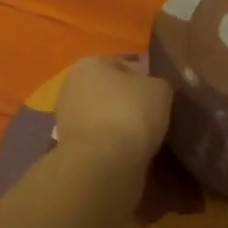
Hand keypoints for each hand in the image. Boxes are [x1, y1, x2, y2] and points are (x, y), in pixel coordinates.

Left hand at [56, 56, 171, 169]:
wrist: (103, 163)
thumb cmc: (130, 112)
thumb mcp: (159, 89)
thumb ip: (156, 83)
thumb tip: (152, 90)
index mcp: (89, 64)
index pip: (123, 64)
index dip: (144, 77)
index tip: (160, 93)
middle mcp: (71, 87)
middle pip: (110, 91)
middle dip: (128, 101)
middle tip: (154, 114)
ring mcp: (67, 119)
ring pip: (103, 116)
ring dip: (120, 124)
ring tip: (146, 137)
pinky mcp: (70, 149)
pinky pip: (100, 139)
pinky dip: (113, 144)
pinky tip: (131, 152)